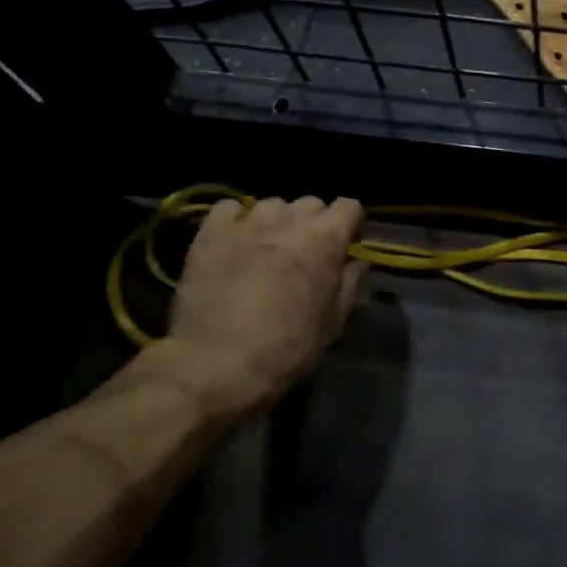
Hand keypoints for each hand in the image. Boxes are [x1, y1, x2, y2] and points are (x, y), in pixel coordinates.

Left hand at [161, 195, 366, 409]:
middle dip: (312, 223)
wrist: (218, 363)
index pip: (349, 206)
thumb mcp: (334, 322)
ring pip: (272, 204)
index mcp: (326, 240)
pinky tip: (233, 242)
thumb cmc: (288, 347)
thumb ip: (350, 284)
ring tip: (266, 247)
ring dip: (276, 222)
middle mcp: (290, 221)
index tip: (343, 245)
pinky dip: (235, 220)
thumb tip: (356, 262)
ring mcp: (248, 222)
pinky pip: (228, 208)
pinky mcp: (211, 232)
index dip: (349, 224)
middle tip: (303, 253)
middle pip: (311, 203)